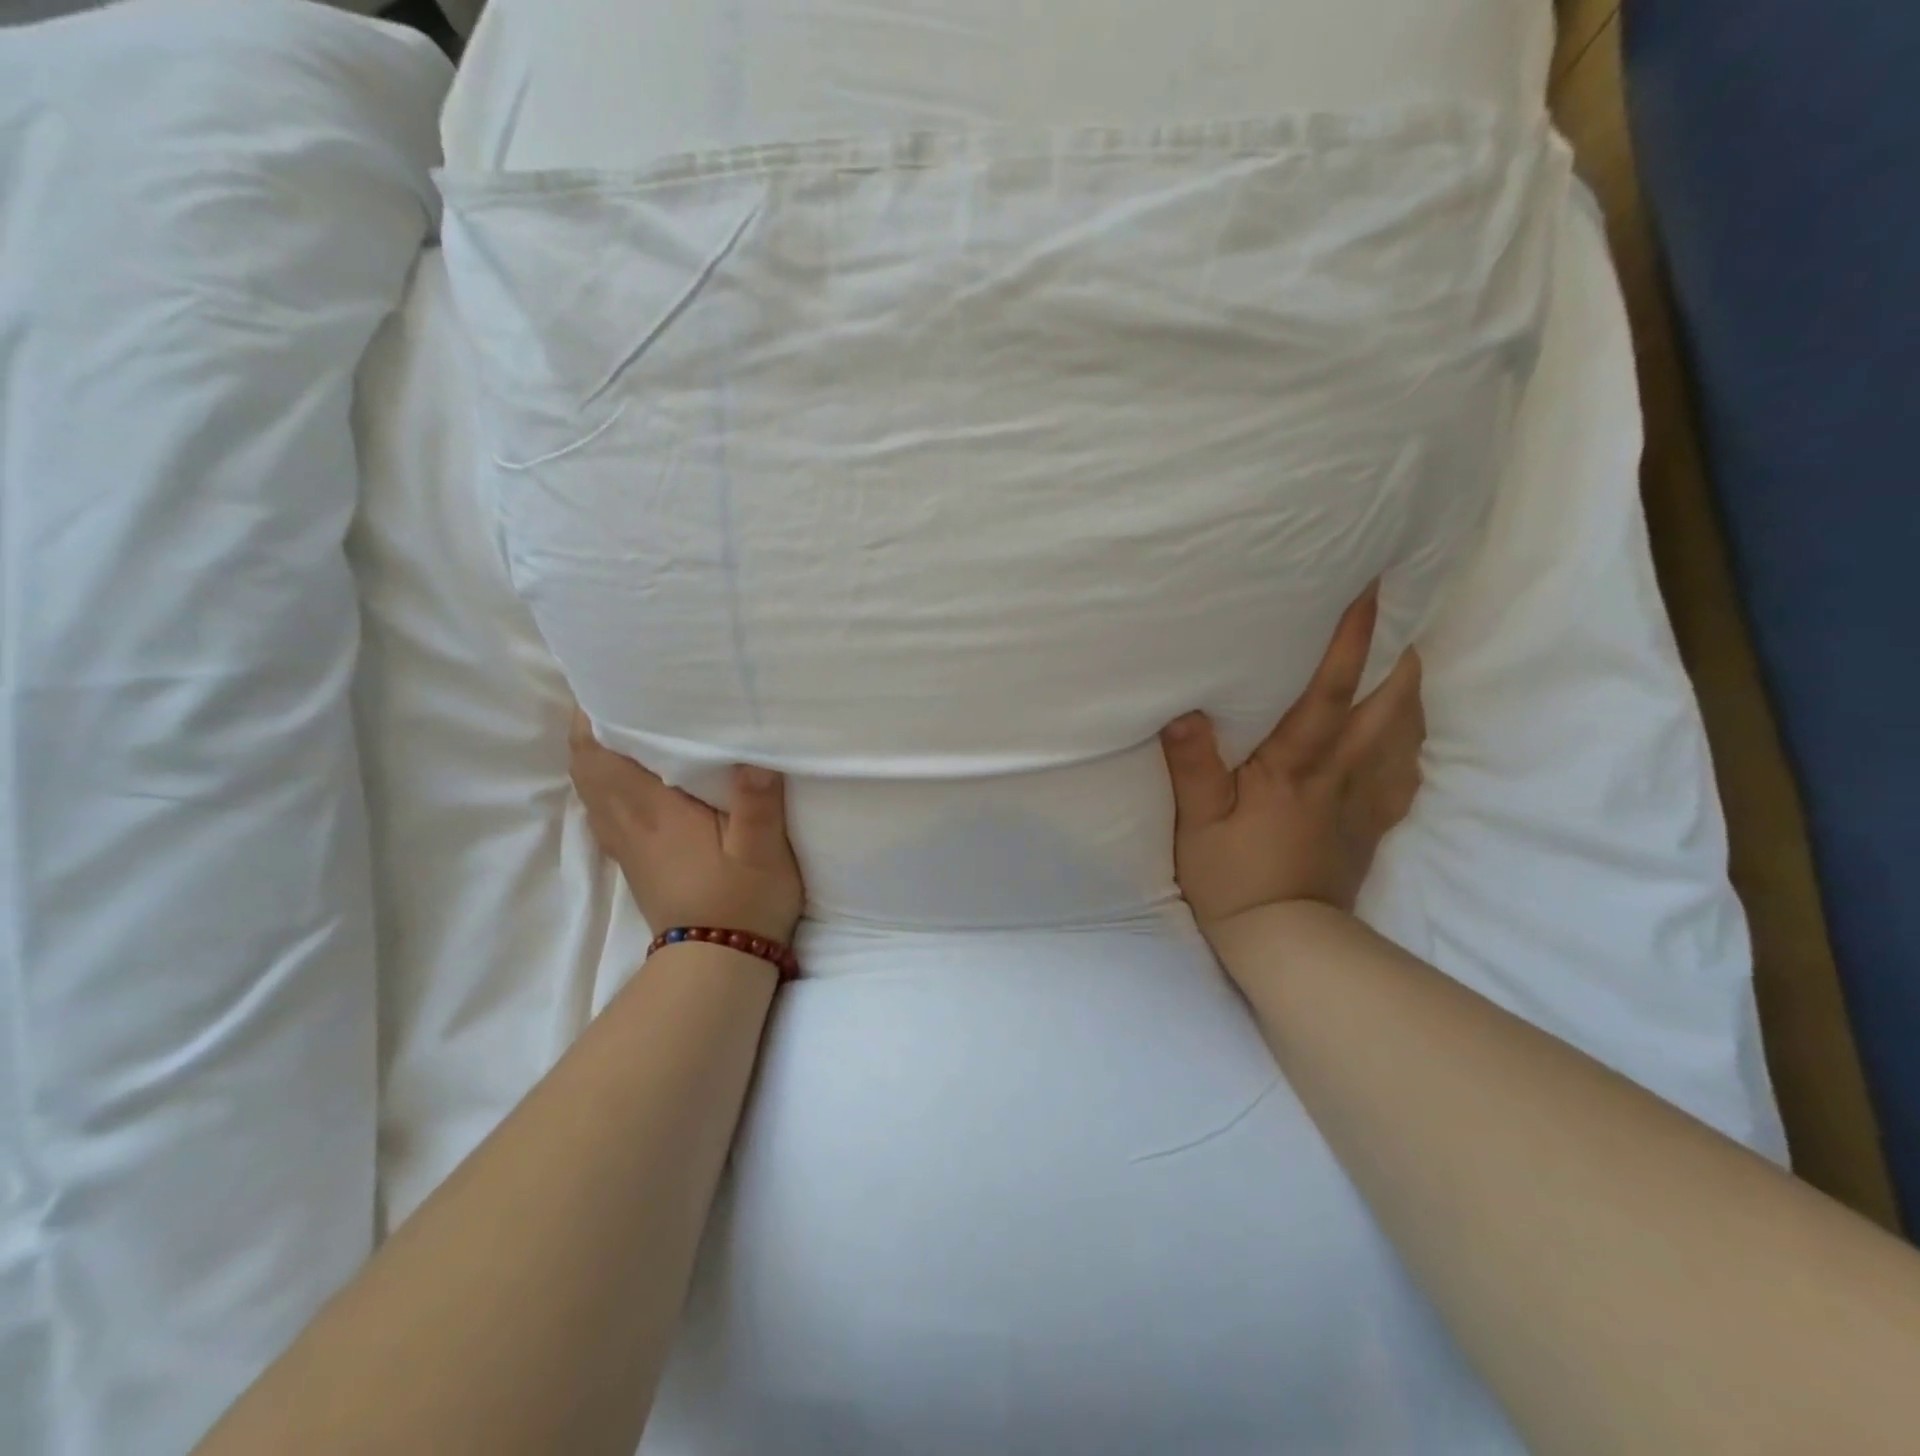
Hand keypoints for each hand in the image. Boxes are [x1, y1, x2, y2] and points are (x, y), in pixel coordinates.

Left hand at [568, 712, 804, 943]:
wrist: (716, 965)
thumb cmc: (742, 902)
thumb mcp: (763, 851)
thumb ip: (757, 800)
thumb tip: (753, 751)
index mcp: (651, 810)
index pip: (598, 752)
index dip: (594, 713)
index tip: (612, 678)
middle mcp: (626, 821)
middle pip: (585, 763)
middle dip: (592, 724)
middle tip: (624, 691)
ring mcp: (625, 842)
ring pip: (590, 785)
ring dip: (597, 752)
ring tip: (628, 722)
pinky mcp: (633, 858)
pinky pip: (603, 806)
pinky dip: (606, 780)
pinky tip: (635, 773)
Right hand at [1161, 588, 1424, 932]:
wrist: (1286, 939)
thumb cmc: (1233, 876)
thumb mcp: (1198, 823)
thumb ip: (1193, 767)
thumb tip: (1184, 711)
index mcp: (1296, 767)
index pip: (1329, 693)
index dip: (1350, 641)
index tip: (1370, 593)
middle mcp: (1341, 775)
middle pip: (1390, 707)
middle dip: (1400, 659)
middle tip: (1401, 621)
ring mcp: (1365, 801)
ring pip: (1407, 737)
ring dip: (1411, 696)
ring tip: (1404, 666)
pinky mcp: (1375, 826)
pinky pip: (1406, 776)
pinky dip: (1411, 745)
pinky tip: (1402, 737)